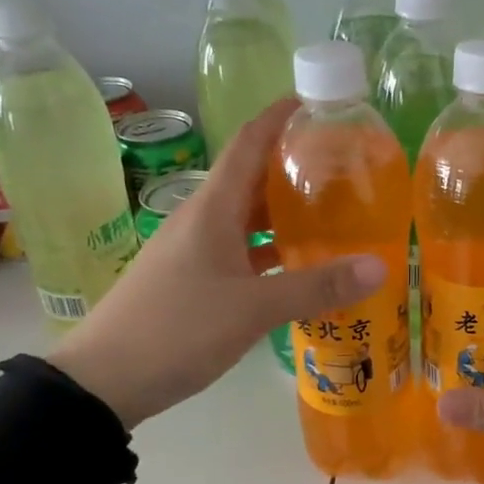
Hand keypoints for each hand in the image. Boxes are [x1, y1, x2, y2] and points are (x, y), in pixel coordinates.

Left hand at [49, 99, 384, 426]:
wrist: (103, 381)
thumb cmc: (177, 330)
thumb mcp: (253, 309)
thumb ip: (317, 287)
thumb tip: (380, 267)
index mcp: (212, 209)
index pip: (248, 143)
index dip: (279, 117)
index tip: (317, 102)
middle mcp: (202, 219)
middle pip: (251, 177)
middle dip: (293, 164)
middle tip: (343, 164)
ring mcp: (194, 250)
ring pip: (246, 217)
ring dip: (284, 210)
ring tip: (332, 210)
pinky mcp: (192, 278)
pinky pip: (240, 249)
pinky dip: (270, 248)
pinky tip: (299, 263)